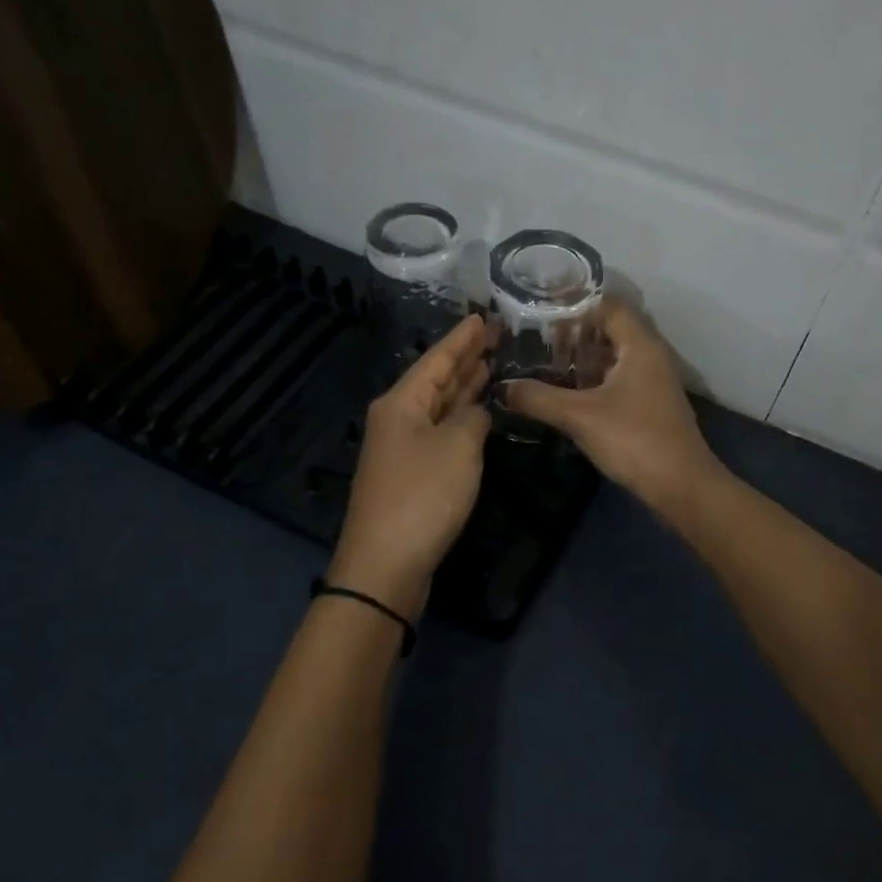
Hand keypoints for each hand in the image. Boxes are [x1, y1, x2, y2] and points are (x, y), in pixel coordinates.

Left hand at [328, 315, 494, 619]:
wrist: (386, 564)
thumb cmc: (423, 496)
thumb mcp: (458, 447)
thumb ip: (473, 418)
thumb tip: (475, 413)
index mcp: (402, 403)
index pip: (437, 359)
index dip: (462, 339)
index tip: (482, 317)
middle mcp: (398, 419)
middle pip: (435, 380)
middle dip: (465, 359)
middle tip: (495, 336)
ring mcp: (402, 448)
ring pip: (438, 406)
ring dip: (463, 387)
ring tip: (491, 365)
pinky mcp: (411, 474)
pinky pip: (440, 431)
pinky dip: (460, 418)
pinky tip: (477, 413)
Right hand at [503, 299, 720, 509]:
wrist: (682, 487)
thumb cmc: (634, 440)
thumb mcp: (579, 417)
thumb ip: (538, 398)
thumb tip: (502, 388)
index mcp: (640, 345)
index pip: (609, 306)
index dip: (576, 307)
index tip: (543, 316)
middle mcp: (652, 356)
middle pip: (612, 330)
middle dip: (576, 335)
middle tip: (539, 343)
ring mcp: (655, 381)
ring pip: (616, 356)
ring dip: (586, 359)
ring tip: (548, 367)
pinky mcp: (653, 404)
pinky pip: (622, 378)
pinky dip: (597, 380)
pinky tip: (572, 396)